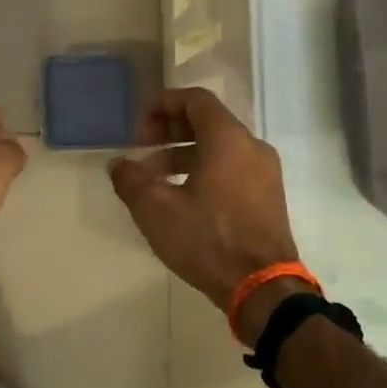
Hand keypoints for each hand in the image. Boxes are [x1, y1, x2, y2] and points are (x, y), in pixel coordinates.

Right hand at [108, 88, 302, 339]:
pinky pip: (232, 169)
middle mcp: (252, 147)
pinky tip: (181, 198)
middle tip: (141, 147)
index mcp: (228, 139)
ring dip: (183, 154)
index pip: (195, 100)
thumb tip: (118, 165)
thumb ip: (131, 180)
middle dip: (169, 130)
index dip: (163, 104)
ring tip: (153, 178)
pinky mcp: (268, 198)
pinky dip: (204, 170)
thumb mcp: (157, 210)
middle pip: (208, 122)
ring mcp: (265, 173)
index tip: (138, 123)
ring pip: (219, 148)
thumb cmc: (208, 239)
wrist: (263, 288)